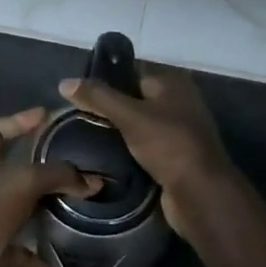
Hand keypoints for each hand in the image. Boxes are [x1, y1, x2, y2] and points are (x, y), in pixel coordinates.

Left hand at [0, 107, 99, 266]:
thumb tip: (94, 181)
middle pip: (11, 168)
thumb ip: (60, 174)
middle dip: (39, 166)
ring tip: (75, 204)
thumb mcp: (26, 181)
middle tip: (73, 164)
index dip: (17, 119)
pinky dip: (38, 254)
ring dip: (42, 207)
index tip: (45, 117)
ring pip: (19, 207)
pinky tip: (60, 260)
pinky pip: (20, 248)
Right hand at [58, 65, 233, 238]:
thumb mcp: (129, 116)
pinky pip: (143, 146)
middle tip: (77, 116)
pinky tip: (104, 156)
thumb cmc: (168, 145)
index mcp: (172, 83)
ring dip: (116, 131)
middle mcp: (178, 102)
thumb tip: (64, 82)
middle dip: (108, 108)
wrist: (200, 194)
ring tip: (85, 136)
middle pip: (133, 99)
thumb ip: (98, 97)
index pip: (131, 72)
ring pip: (137, 124)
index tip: (78, 93)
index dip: (105, 80)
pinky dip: (127, 150)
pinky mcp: (174, 157)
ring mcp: (178, 131)